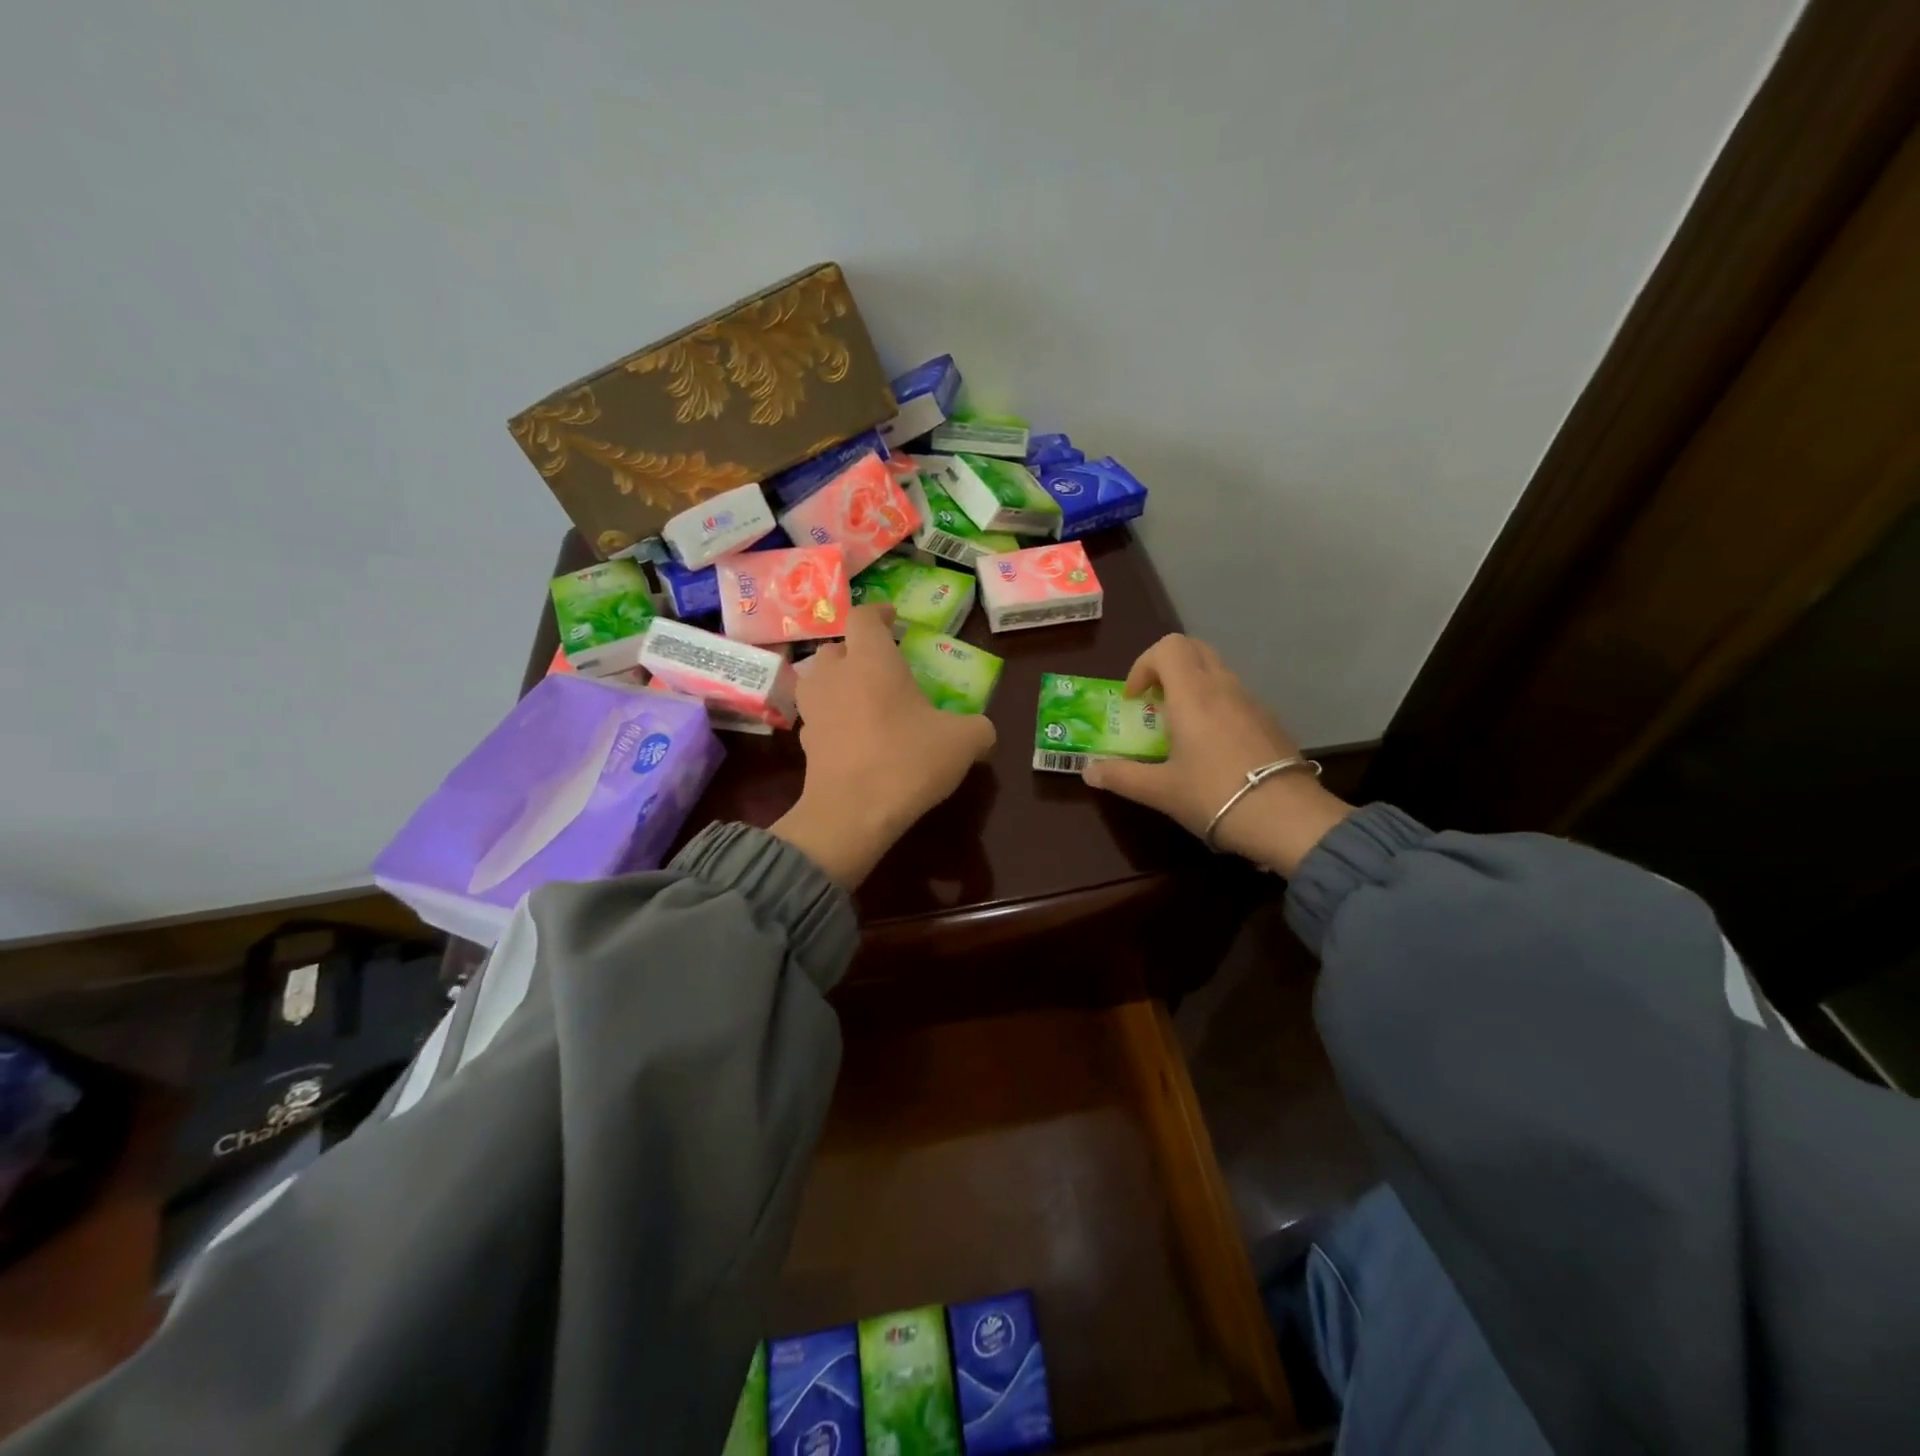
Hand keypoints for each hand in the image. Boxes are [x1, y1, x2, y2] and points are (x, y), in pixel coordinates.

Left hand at [771, 605, 995, 887]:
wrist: (852, 814)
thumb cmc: (908, 761)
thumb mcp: (964, 742)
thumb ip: (978, 728)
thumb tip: (982, 731)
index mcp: (871, 660)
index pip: (863, 617)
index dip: (878, 612)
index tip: (892, 618)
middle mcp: (835, 675)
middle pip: (836, 647)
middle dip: (856, 651)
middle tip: (881, 666)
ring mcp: (814, 709)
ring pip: (819, 680)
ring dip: (838, 682)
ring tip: (862, 698)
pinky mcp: (805, 742)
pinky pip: (818, 717)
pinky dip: (833, 718)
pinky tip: (853, 736)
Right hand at [1081, 634, 1350, 874]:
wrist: (1287, 819)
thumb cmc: (1214, 796)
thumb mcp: (1160, 790)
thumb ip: (1121, 776)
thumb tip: (1088, 771)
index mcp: (1193, 695)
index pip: (1168, 648)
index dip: (1143, 666)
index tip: (1135, 700)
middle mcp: (1223, 688)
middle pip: (1194, 650)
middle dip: (1167, 667)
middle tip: (1153, 702)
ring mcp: (1252, 702)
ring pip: (1217, 671)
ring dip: (1192, 686)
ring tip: (1180, 728)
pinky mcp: (1270, 721)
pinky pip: (1235, 696)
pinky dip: (1216, 705)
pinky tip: (1212, 747)